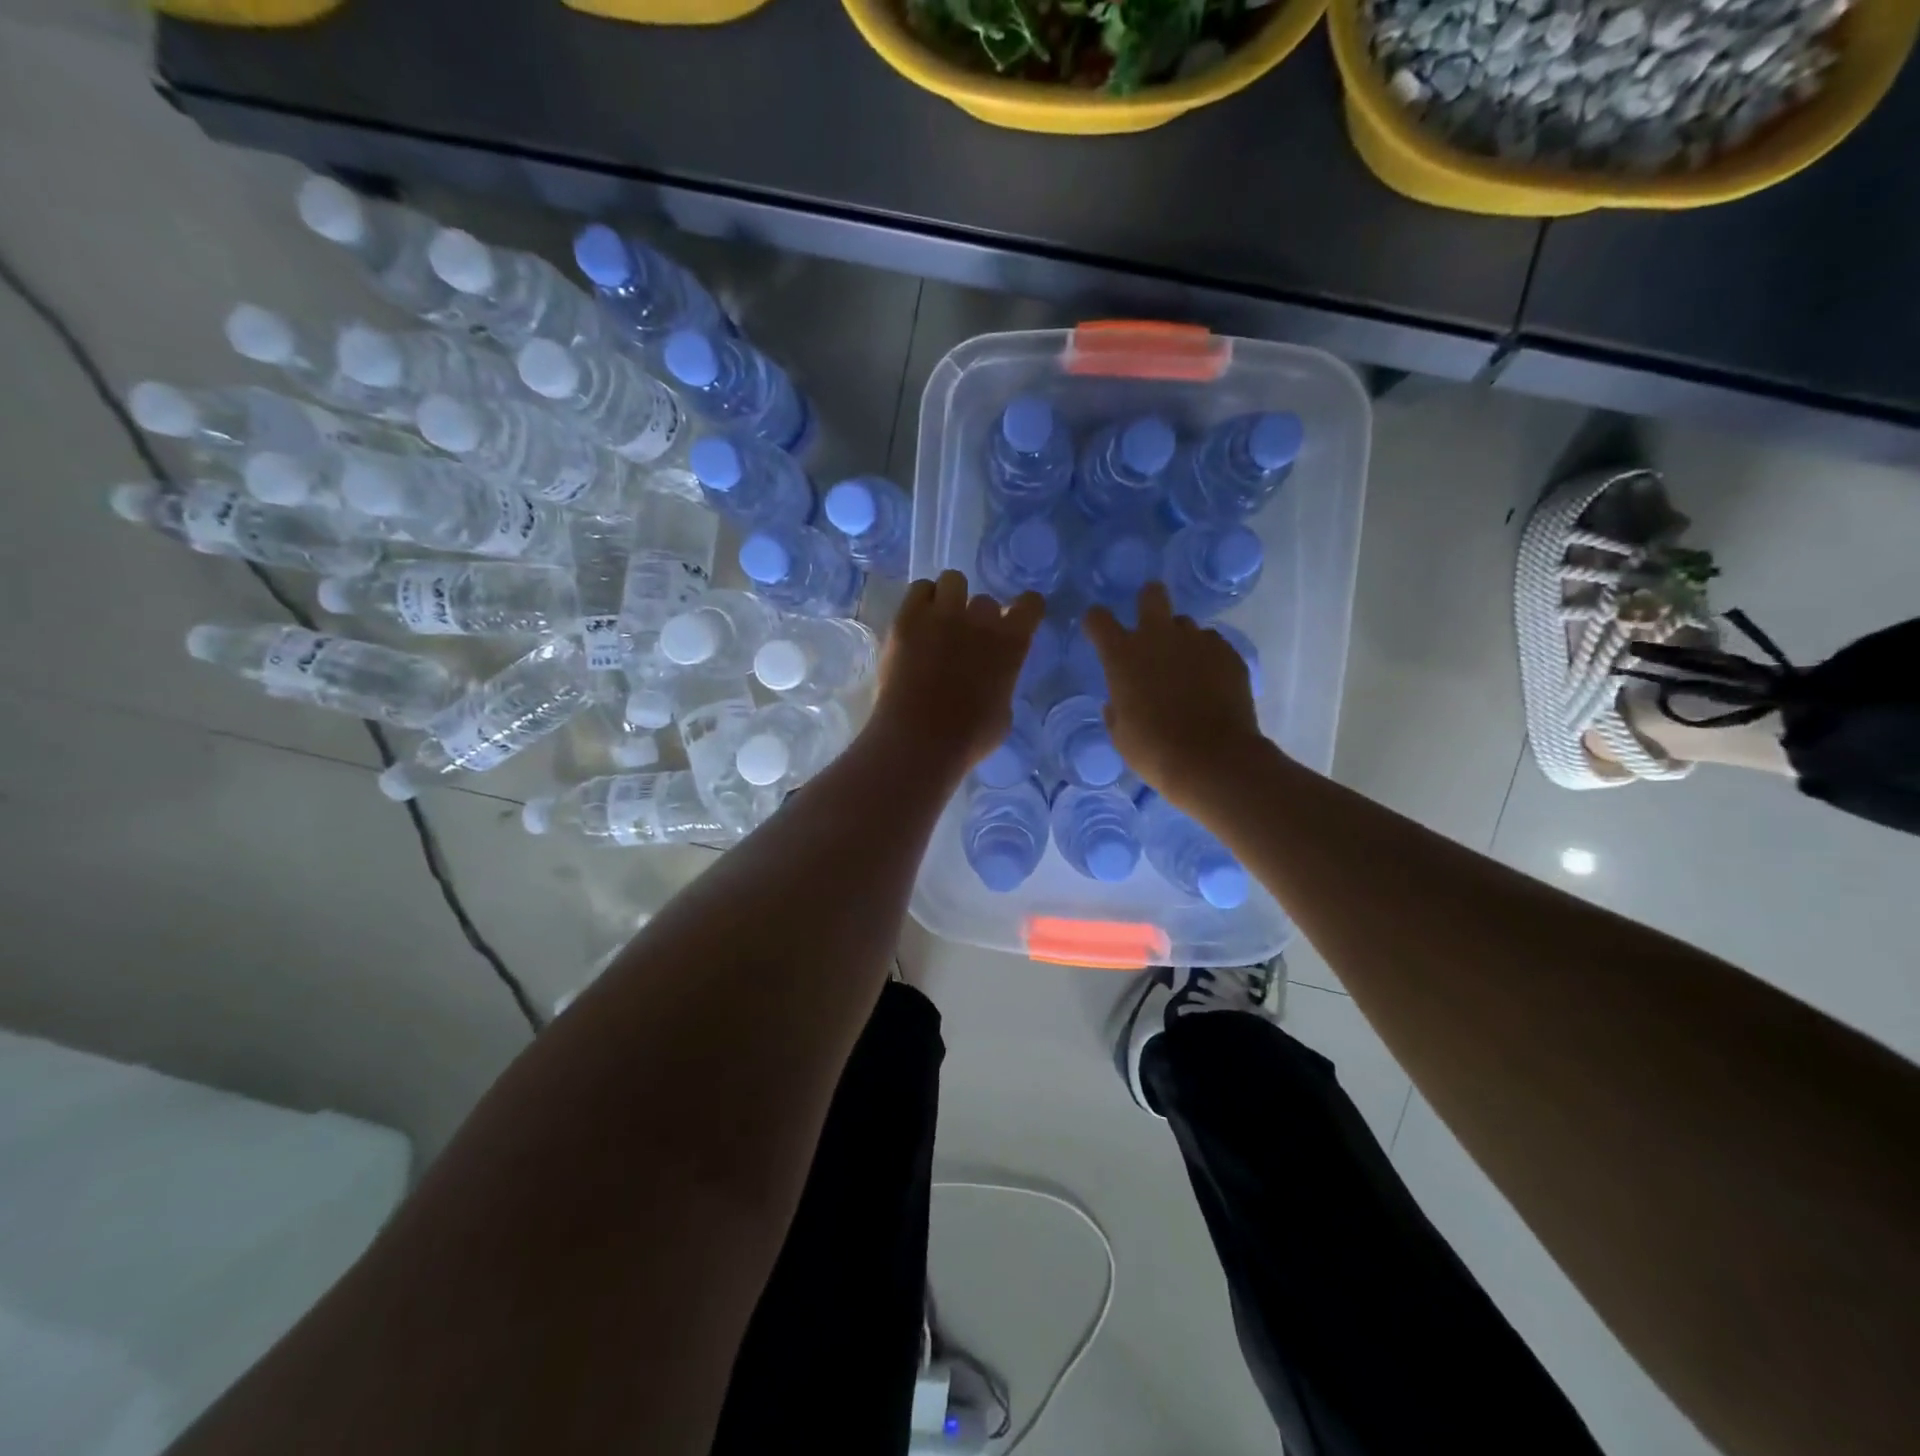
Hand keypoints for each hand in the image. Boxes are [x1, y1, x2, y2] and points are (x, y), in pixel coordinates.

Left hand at [875, 571, 1044, 774]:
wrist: (919, 741)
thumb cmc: (968, 739)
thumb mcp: (1003, 714)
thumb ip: (1002, 685)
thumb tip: (992, 679)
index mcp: (1012, 643)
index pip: (1030, 604)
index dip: (1024, 609)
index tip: (1016, 618)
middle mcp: (981, 620)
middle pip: (986, 600)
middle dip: (978, 617)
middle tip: (965, 639)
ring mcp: (943, 614)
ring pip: (953, 580)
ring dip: (950, 598)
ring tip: (939, 621)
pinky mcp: (907, 618)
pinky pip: (920, 588)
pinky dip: (922, 600)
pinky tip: (918, 621)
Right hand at [1083, 582, 1267, 810]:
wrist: (1212, 759)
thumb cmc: (1154, 750)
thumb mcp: (1120, 733)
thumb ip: (1117, 707)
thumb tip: (1119, 700)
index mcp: (1122, 655)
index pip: (1098, 618)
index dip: (1097, 622)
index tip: (1099, 633)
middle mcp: (1159, 636)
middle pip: (1152, 594)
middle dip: (1148, 601)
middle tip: (1150, 627)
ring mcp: (1198, 641)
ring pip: (1185, 624)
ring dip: (1180, 639)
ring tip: (1185, 670)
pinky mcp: (1229, 653)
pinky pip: (1213, 644)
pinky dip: (1207, 658)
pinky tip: (1210, 684)